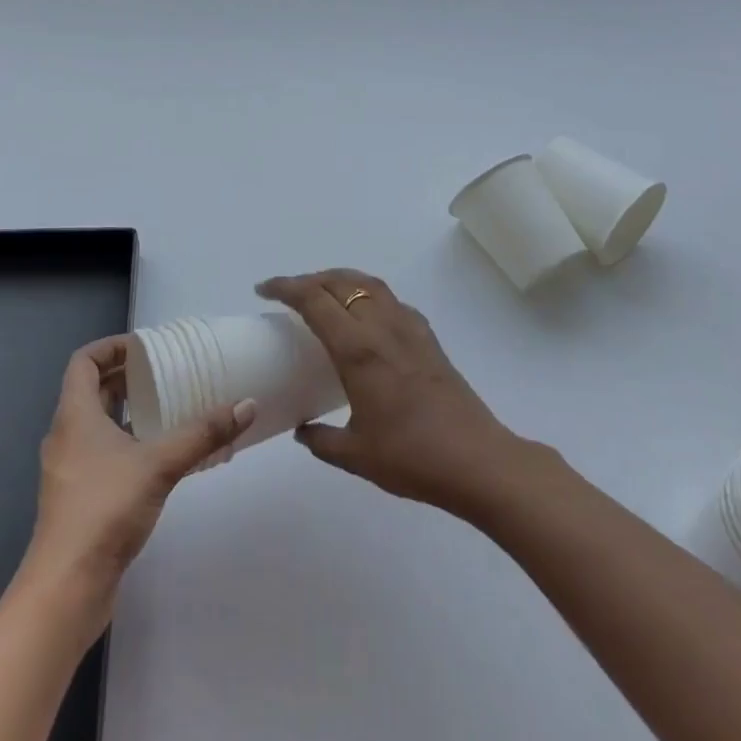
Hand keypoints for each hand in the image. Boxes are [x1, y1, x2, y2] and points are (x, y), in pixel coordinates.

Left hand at [22, 336, 255, 605]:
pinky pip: (102, 453)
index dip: (111, 347)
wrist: (66, 588)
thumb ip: (202, 434)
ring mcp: (70, 469)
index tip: (145, 346)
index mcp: (74, 415)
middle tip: (166, 372)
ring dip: (128, 411)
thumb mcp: (159, 464)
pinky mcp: (79, 498)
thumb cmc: (104, 510)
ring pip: (97, 424)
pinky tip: (161, 455)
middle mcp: (66, 435)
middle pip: (93, 390)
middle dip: (127, 377)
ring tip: (169, 407)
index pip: (83, 361)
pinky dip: (127, 442)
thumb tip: (248, 405)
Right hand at [256, 270, 523, 516]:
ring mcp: (409, 327)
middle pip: (340, 282)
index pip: (314, 300)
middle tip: (287, 293)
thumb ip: (322, 440)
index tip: (264, 290)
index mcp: (358, 349)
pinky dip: (367, 294)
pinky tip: (365, 317)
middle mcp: (382, 327)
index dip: (285, 287)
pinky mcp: (428, 337)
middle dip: (309, 279)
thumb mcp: (356, 455)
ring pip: (369, 283)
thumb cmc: (412, 457)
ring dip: (339, 280)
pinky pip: (390, 300)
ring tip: (322, 293)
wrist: (476, 461)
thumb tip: (301, 430)